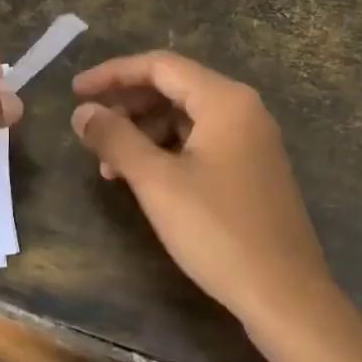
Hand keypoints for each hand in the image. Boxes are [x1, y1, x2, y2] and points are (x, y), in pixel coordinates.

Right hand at [71, 51, 361, 361]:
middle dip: (127, 105)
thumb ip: (116, 139)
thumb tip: (82, 112)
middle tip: (89, 128)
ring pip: (186, 117)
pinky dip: (167, 151)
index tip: (75, 91)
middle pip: (174, 88)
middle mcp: (243, 109)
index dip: (113, 74)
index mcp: (225, 100)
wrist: (286, 295)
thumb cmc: (218, 231)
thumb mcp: (157, 182)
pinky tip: (142, 178)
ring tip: (108, 164)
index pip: (160, 66)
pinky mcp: (252, 168)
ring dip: (143, 132)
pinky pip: (201, 141)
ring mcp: (251, 139)